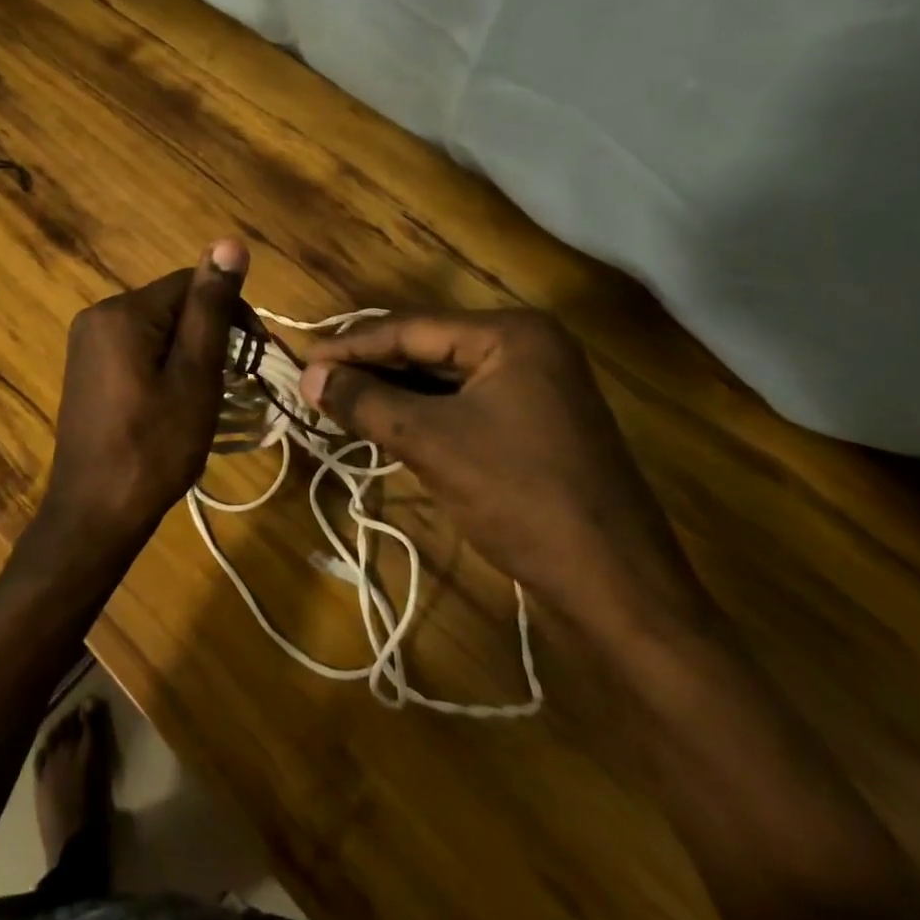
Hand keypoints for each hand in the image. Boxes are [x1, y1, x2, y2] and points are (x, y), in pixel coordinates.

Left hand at [41, 239, 249, 543]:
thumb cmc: (154, 446)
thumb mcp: (195, 375)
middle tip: (229, 383)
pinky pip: (135, 347)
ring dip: (187, 351)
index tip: (253, 354)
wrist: (95, 513)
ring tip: (202, 396)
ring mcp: (86, 342)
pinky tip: (170, 400)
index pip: (190, 283)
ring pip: (156, 327)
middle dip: (208, 334)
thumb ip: (211, 308)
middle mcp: (98, 314)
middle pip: (172, 304)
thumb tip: (230, 243)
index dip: (230, 312)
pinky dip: (162, 364)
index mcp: (123, 311)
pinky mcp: (86, 367)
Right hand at [300, 310, 703, 630]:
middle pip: (427, 348)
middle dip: (370, 367)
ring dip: (392, 392)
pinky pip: (464, 405)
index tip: (302, 360)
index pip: (411, 328)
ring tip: (337, 400)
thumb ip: (366, 402)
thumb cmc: (522, 498)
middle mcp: (527, 347)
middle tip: (314, 382)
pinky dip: (422, 414)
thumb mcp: (432, 443)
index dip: (352, 345)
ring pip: (444, 379)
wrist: (617, 591)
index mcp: (512, 334)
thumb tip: (308, 377)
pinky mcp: (535, 425)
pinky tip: (384, 423)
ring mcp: (536, 387)